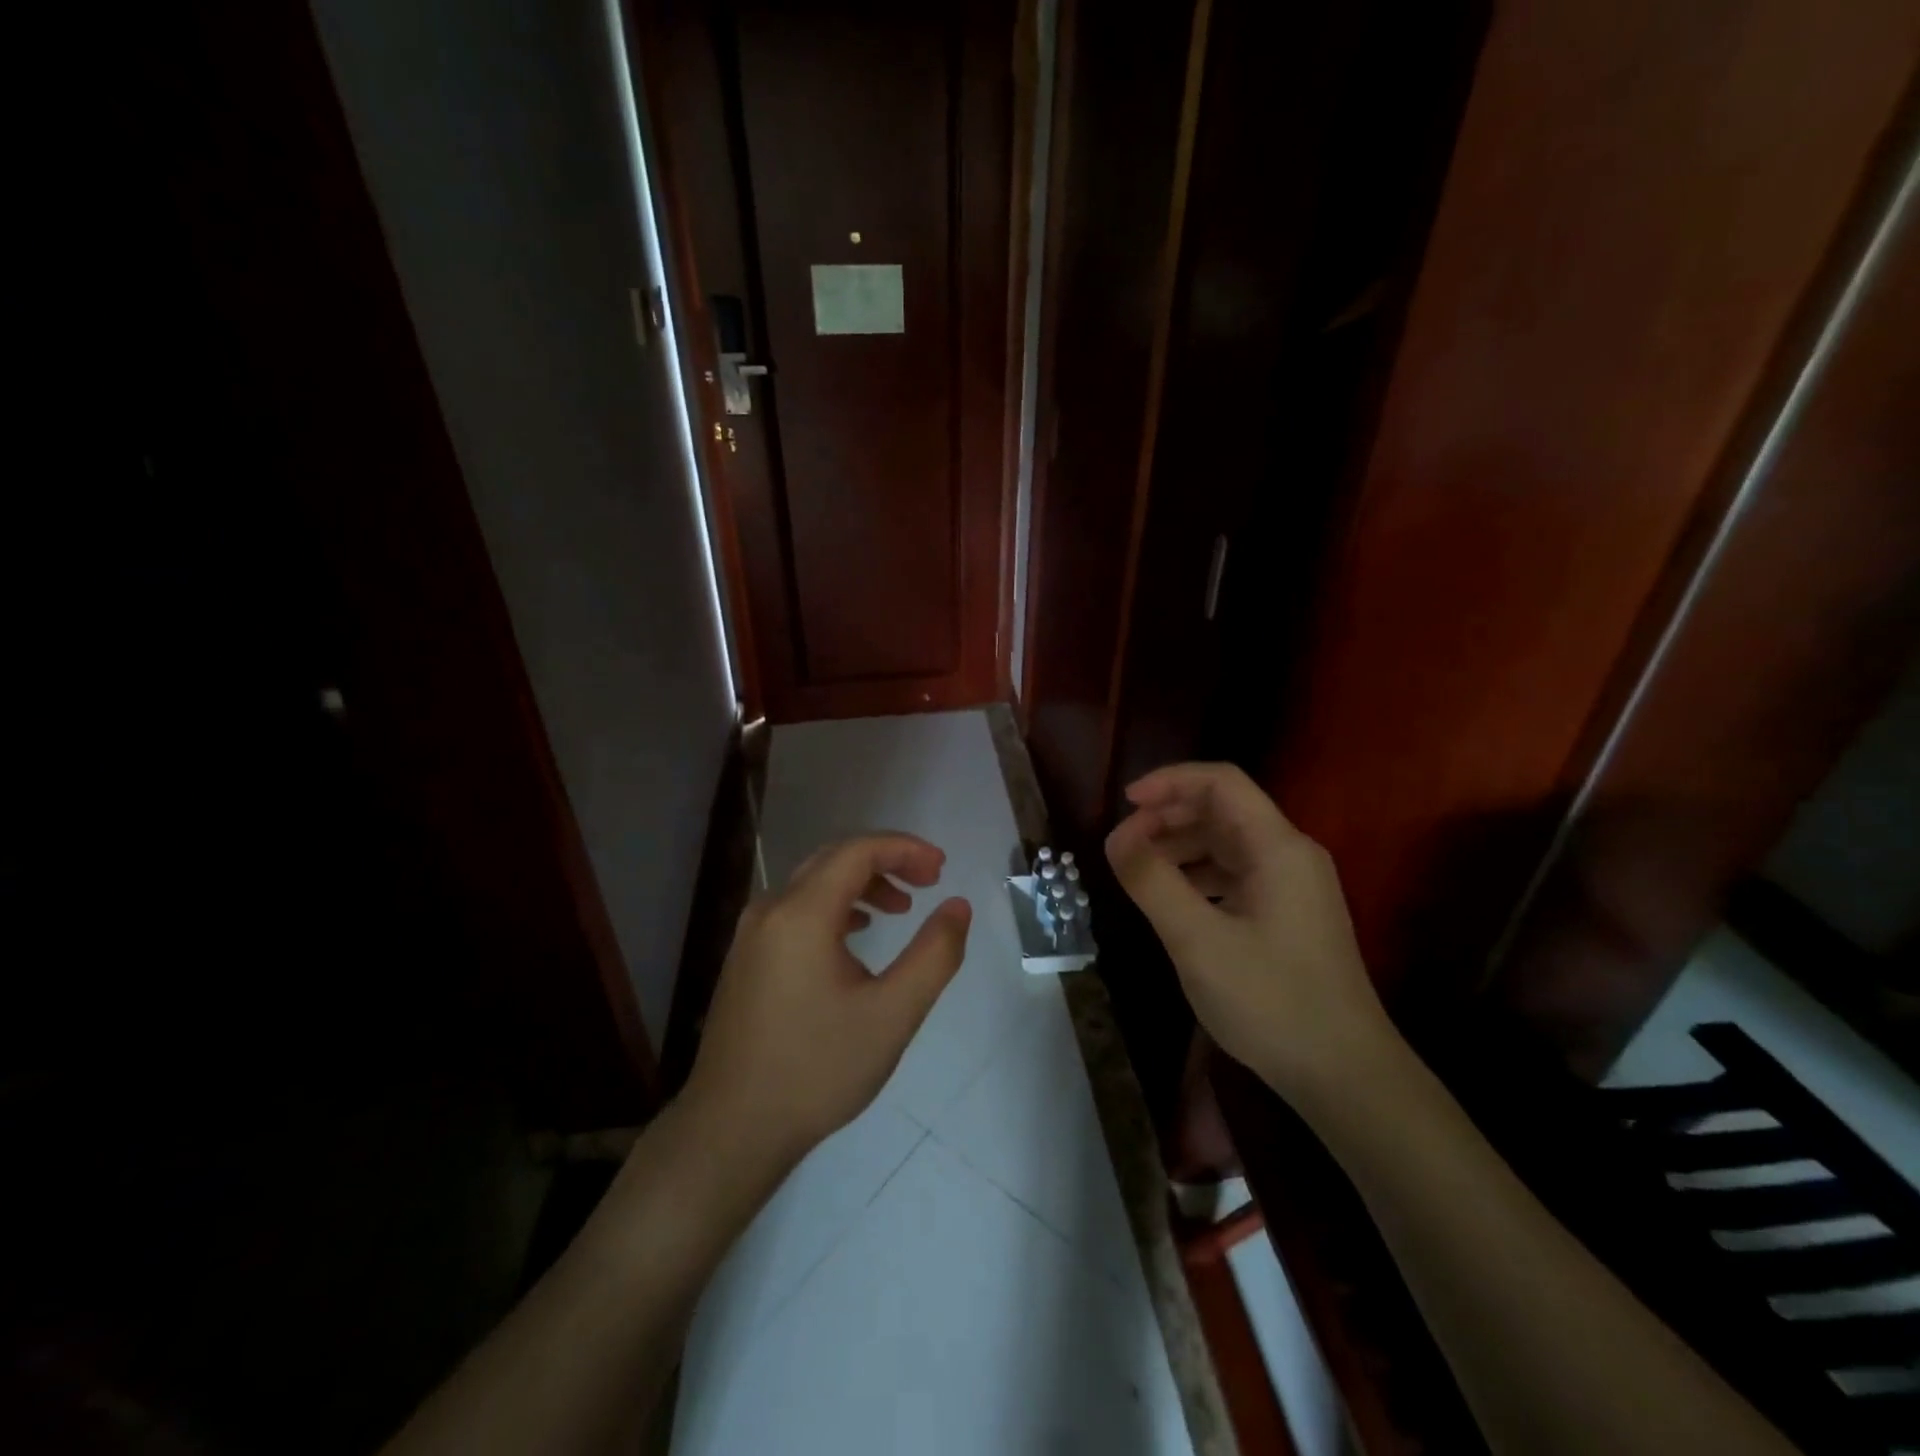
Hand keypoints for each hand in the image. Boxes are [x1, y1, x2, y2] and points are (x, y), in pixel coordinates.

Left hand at [684, 834, 971, 1165]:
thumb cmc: (817, 1070)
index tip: (942, 868)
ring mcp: (751, 933)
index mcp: (801, 913)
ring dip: (861, 884)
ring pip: (813, 883)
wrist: (731, 1129)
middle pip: (834, 859)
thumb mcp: (892, 1014)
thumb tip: (957, 906)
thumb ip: (934, 954)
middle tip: (929, 882)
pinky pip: (796, 909)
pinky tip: (856, 935)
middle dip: (887, 861)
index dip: (905, 849)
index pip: (858, 851)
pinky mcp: (746, 957)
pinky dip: (835, 907)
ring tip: (901, 909)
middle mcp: (770, 910)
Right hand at [1103, 762, 1395, 1104]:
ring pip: (1227, 843)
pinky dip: (1198, 876)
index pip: (1221, 782)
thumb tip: (1116, 836)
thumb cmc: (1271, 1001)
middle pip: (1223, 810)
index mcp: (1278, 847)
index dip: (1169, 781)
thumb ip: (1152, 881)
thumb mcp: (1197, 940)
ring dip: (1180, 846)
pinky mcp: (1288, 914)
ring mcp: (1293, 886)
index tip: (1125, 803)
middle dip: (1169, 816)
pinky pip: (1236, 875)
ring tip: (1139, 871)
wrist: (1345, 1075)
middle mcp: (1290, 855)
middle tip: (1125, 845)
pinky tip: (1172, 901)